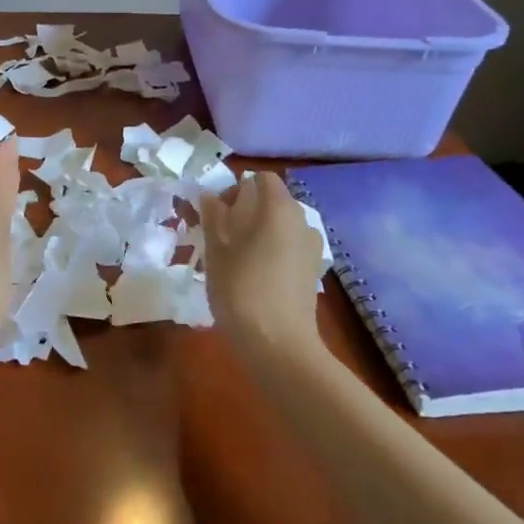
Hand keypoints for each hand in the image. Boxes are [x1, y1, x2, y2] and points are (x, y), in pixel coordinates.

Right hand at [200, 171, 323, 347]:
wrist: (278, 344)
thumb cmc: (241, 288)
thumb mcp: (216, 249)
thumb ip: (213, 215)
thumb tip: (209, 195)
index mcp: (279, 207)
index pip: (261, 178)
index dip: (236, 189)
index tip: (216, 214)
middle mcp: (302, 220)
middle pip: (272, 202)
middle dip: (246, 212)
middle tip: (220, 237)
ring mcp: (312, 247)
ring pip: (281, 227)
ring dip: (259, 233)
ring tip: (236, 260)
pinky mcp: (313, 271)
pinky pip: (289, 248)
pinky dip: (273, 252)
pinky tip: (256, 278)